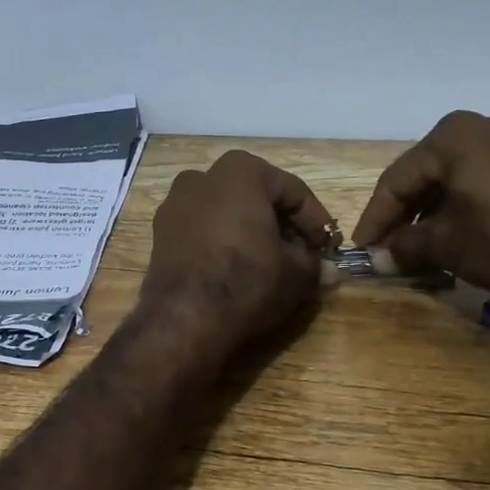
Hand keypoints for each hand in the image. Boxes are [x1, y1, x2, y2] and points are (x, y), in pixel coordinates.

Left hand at [141, 150, 336, 349]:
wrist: (185, 318)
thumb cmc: (247, 281)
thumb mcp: (296, 274)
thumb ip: (314, 264)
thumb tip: (329, 271)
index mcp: (241, 171)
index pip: (292, 191)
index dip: (315, 221)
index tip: (328, 246)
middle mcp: (203, 177)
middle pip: (256, 197)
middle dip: (281, 224)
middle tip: (302, 253)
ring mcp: (175, 203)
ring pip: (227, 212)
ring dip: (250, 232)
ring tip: (270, 263)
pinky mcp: (160, 233)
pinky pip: (202, 230)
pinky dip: (222, 242)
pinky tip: (236, 268)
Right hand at [350, 110, 489, 317]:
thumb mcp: (447, 245)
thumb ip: (405, 246)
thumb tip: (377, 259)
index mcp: (453, 136)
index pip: (398, 180)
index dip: (376, 218)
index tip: (361, 248)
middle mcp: (483, 124)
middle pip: (426, 172)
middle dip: (404, 212)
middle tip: (386, 246)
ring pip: (455, 174)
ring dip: (432, 208)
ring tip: (417, 243)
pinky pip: (483, 176)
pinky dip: (462, 201)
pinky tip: (454, 228)